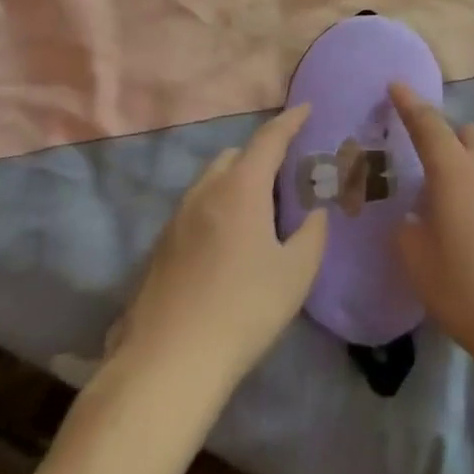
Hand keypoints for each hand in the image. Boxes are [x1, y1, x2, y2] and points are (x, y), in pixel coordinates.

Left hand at [114, 105, 328, 398]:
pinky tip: (227, 245)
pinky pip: (195, 210)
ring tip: (258, 211)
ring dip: (236, 182)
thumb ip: (312, 233)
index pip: (269, 139)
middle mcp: (205, 192)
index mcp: (241, 188)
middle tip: (285, 176)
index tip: (306, 108)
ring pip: (211, 182)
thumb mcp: (296, 272)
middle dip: (260, 155)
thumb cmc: (243, 309)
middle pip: (235, 156)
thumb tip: (314, 214)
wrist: (167, 364)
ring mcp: (176, 220)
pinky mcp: (159, 249)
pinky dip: (216, 209)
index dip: (290, 121)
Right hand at [391, 84, 473, 377]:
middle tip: (436, 178)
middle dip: (450, 142)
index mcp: (454, 172)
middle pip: (469, 134)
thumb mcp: (420, 267)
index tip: (397, 85)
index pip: (427, 124)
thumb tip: (415, 216)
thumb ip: (408, 232)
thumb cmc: (471, 292)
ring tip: (467, 208)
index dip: (410, 103)